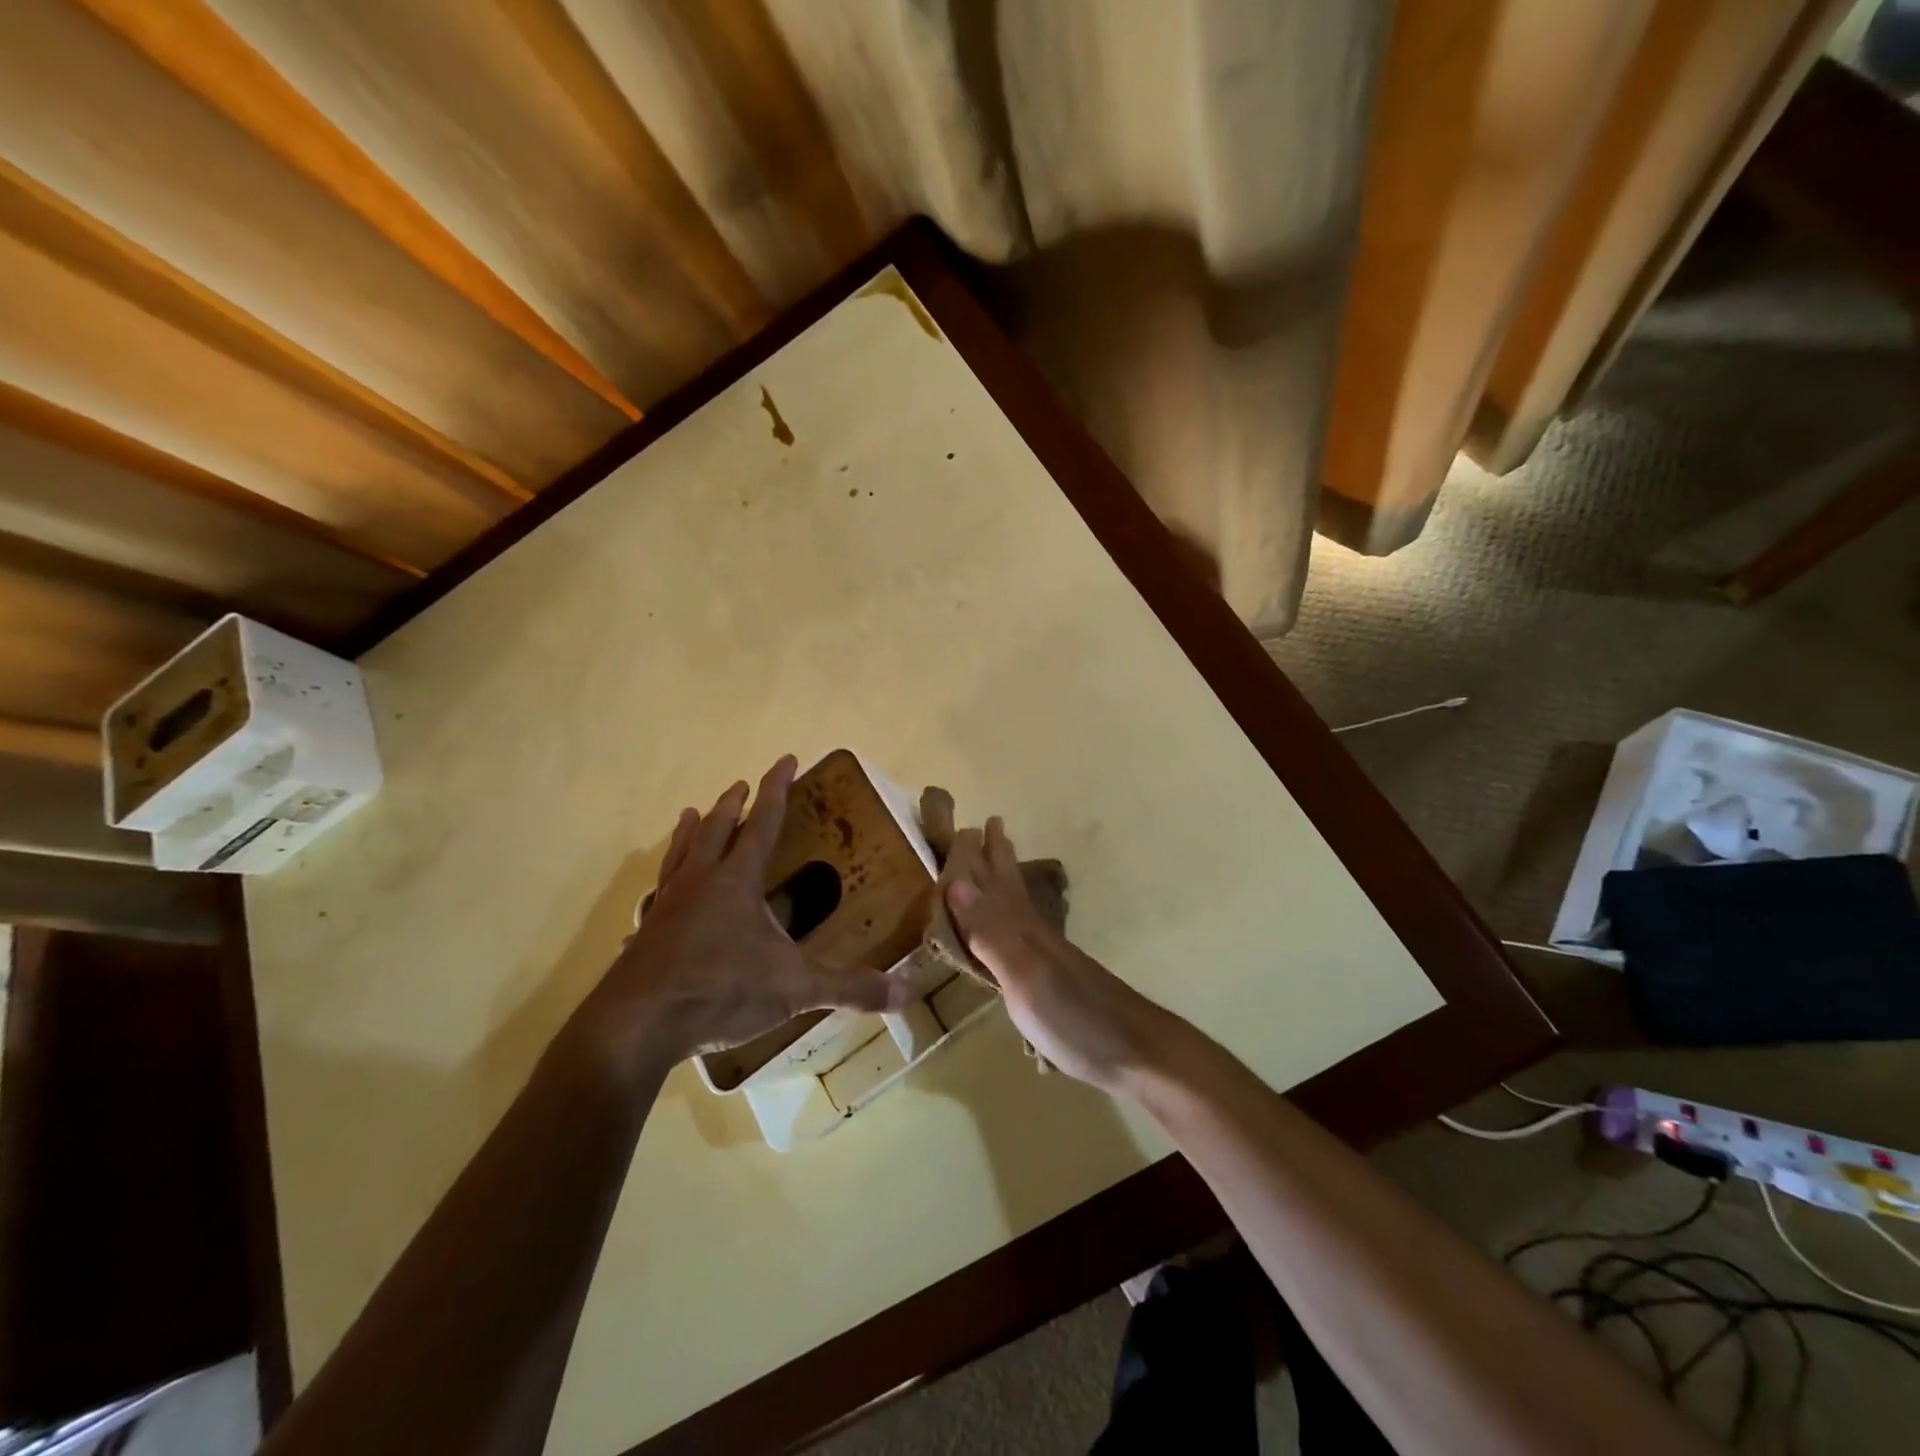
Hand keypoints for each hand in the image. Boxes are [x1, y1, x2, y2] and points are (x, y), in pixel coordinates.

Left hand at [558, 756, 906, 1084]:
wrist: (638, 1024)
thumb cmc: (721, 989)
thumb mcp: (794, 987)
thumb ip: (848, 987)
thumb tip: (904, 992)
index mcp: (736, 880)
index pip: (764, 823)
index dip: (777, 789)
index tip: (786, 758)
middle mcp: (699, 882)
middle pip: (717, 830)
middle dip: (733, 804)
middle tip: (739, 785)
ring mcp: (666, 907)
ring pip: (680, 855)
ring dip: (690, 832)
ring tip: (690, 814)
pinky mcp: (645, 936)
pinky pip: (655, 898)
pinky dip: (662, 886)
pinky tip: (657, 897)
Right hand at [941, 817, 1175, 1092]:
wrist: (1135, 1052)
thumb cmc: (1074, 1017)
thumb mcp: (1025, 978)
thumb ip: (991, 933)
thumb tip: (956, 881)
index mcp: (1026, 931)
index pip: (998, 883)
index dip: (985, 856)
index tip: (974, 822)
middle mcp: (1038, 936)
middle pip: (1013, 889)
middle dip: (999, 859)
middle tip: (990, 826)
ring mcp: (1052, 959)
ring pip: (1021, 910)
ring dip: (1006, 886)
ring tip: (997, 869)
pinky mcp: (1058, 982)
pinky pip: (1027, 938)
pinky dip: (1015, 924)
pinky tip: (1017, 933)